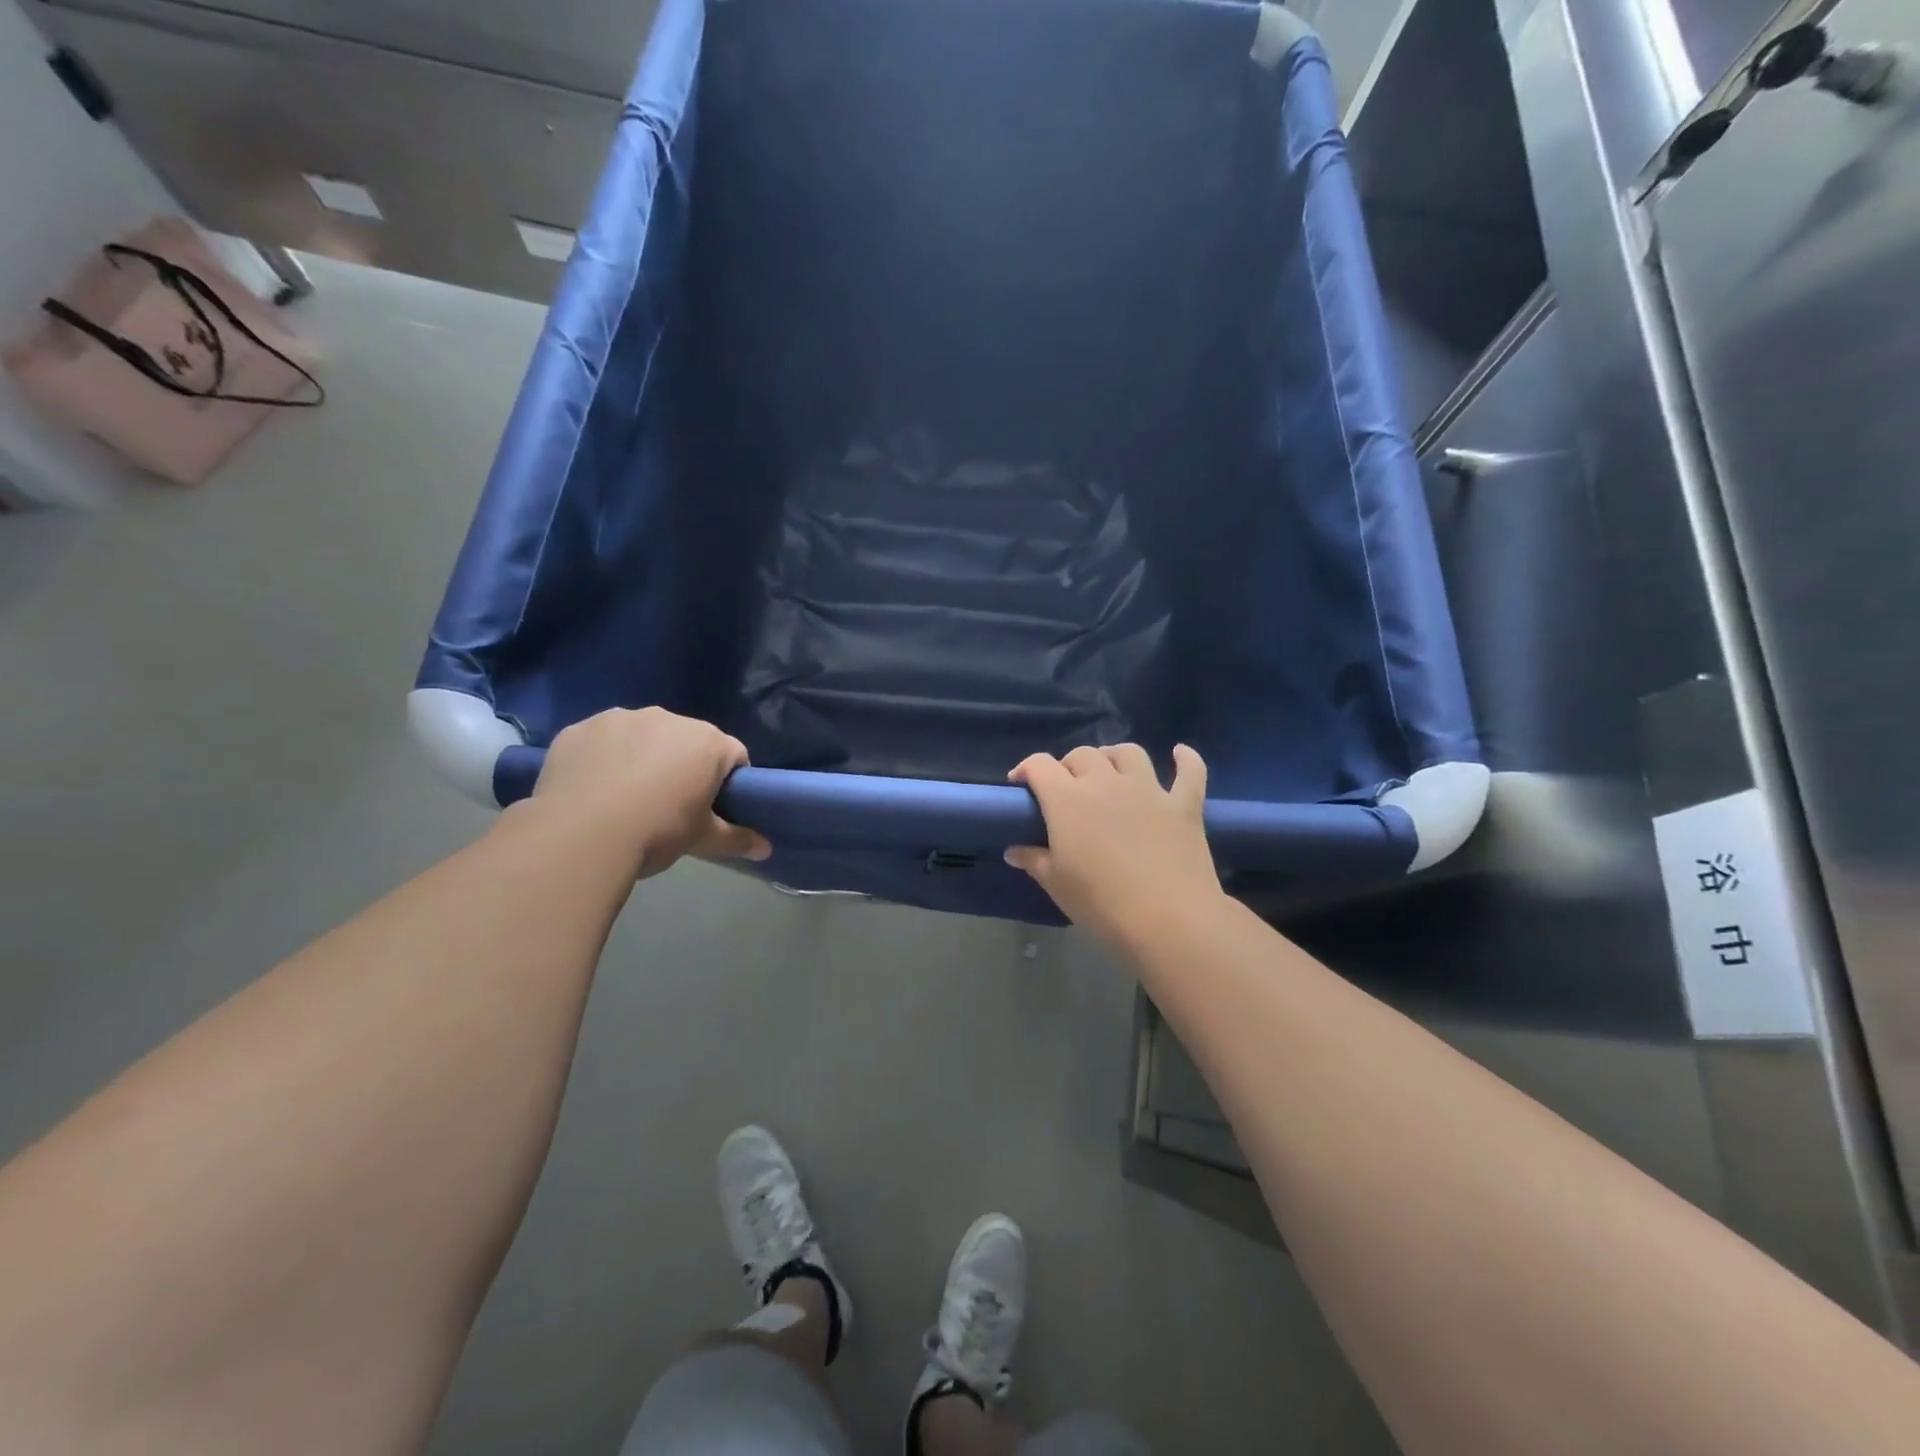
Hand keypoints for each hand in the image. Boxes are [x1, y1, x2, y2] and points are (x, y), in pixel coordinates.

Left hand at [530, 707, 770, 877]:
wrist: (580, 836)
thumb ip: (737, 839)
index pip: (734, 756)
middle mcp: (667, 718)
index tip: (714, 807)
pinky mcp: (579, 729)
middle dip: (683, 764)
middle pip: (687, 741)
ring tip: (625, 796)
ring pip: (642, 736)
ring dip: (642, 756)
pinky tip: (592, 788)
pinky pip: (601, 741)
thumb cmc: (657, 832)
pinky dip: (602, 758)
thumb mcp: (702, 839)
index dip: (728, 782)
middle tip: (669, 803)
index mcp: (707, 742)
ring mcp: (619, 719)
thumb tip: (766, 849)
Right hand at [1006, 743, 1224, 949]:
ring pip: (1129, 754)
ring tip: (1109, 772)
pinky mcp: (1184, 805)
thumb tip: (1014, 851)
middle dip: (1068, 766)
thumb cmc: (1101, 903)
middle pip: (1083, 755)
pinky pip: (1190, 772)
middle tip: (1065, 789)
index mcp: (1068, 799)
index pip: (1040, 766)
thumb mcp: (1057, 884)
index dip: (1026, 769)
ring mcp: (1149, 790)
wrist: (1168, 920)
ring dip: (1114, 756)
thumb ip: (1034, 860)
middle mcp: (1106, 783)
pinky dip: (1186, 760)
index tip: (1020, 785)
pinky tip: (1180, 754)